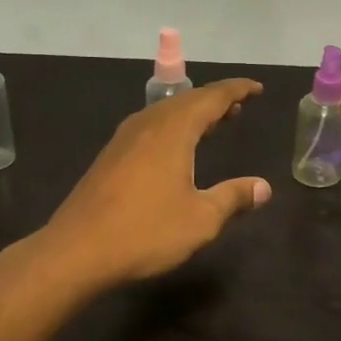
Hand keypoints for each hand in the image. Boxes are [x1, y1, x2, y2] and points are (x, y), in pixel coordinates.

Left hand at [45, 78, 270, 286]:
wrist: (76, 251)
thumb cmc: (145, 231)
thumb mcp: (200, 219)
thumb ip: (233, 198)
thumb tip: (263, 187)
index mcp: (173, 130)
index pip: (212, 97)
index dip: (237, 90)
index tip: (258, 88)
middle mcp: (147, 125)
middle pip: (187, 100)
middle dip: (215, 101)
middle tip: (239, 107)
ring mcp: (124, 140)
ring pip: (165, 113)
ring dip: (192, 114)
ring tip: (214, 124)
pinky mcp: (110, 157)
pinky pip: (150, 128)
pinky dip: (173, 128)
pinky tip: (175, 149)